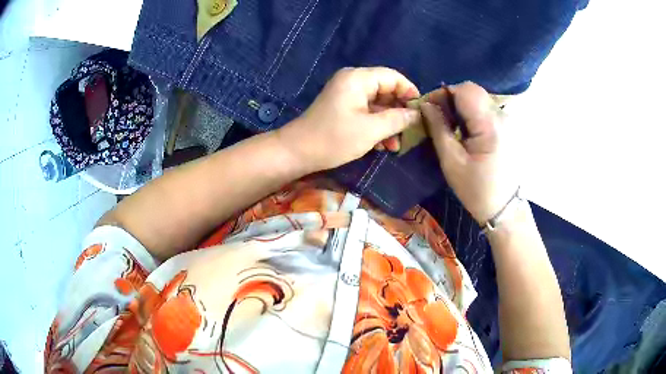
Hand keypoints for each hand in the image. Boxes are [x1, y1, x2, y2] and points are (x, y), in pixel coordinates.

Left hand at [276, 67, 420, 171]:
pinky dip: (376, 125)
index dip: (410, 92)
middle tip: (410, 131)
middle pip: (386, 89)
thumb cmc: (334, 138)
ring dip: (388, 123)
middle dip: (399, 111)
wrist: (297, 152)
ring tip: (396, 145)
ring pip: (377, 103)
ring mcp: (346, 94)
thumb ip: (398, 119)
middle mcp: (353, 81)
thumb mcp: (371, 130)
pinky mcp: (343, 107)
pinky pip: (366, 111)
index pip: (393, 77)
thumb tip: (417, 113)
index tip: (421, 111)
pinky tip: (382, 145)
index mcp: (358, 78)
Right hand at [420, 82, 519, 224]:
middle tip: (438, 117)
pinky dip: (472, 114)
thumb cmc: (476, 190)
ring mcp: (508, 122)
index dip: (443, 93)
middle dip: (452, 98)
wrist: (504, 209)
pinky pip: (487, 110)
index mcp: (490, 125)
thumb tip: (426, 104)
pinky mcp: (509, 128)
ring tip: (451, 126)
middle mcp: (502, 117)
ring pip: (480, 99)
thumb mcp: (451, 161)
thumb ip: (438, 128)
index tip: (429, 108)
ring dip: (462, 106)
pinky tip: (467, 132)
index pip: (465, 90)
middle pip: (473, 91)